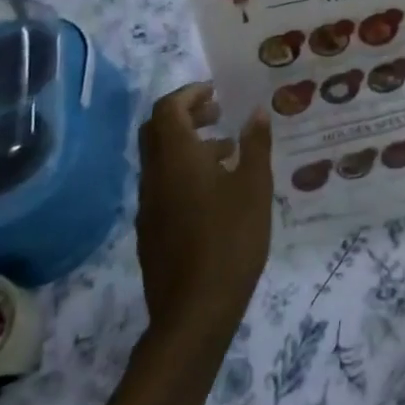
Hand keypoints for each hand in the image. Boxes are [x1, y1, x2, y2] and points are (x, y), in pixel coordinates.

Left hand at [136, 83, 272, 341]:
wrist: (194, 312)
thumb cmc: (230, 239)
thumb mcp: (255, 186)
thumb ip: (255, 144)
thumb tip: (256, 111)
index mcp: (176, 158)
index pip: (168, 109)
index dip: (189, 93)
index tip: (216, 92)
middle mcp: (154, 176)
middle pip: (156, 131)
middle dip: (184, 114)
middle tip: (218, 113)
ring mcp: (148, 206)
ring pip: (159, 160)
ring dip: (187, 144)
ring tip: (228, 151)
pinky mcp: (151, 231)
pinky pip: (162, 185)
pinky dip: (184, 172)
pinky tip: (216, 192)